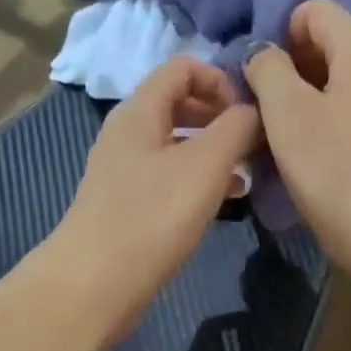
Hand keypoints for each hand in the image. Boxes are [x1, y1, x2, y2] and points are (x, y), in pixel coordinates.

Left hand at [52, 57, 260, 335]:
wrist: (96, 283)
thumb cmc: (152, 215)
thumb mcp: (205, 164)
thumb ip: (237, 127)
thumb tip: (255, 110)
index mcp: (140, 111)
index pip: (182, 67)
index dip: (220, 80)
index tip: (249, 113)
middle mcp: (129, 133)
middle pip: (180, 104)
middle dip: (222, 117)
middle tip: (254, 143)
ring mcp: (127, 171)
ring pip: (179, 144)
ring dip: (216, 151)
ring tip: (248, 174)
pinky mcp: (130, 205)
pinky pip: (172, 177)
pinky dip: (200, 180)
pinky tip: (225, 200)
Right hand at [243, 0, 350, 272]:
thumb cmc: (332, 166)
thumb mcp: (285, 110)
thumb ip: (267, 67)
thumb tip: (263, 53)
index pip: (317, 10)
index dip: (281, 32)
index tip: (264, 76)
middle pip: (330, 44)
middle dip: (292, 66)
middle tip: (266, 105)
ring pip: (340, 82)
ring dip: (306, 97)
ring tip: (284, 132)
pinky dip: (327, 120)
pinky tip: (312, 153)